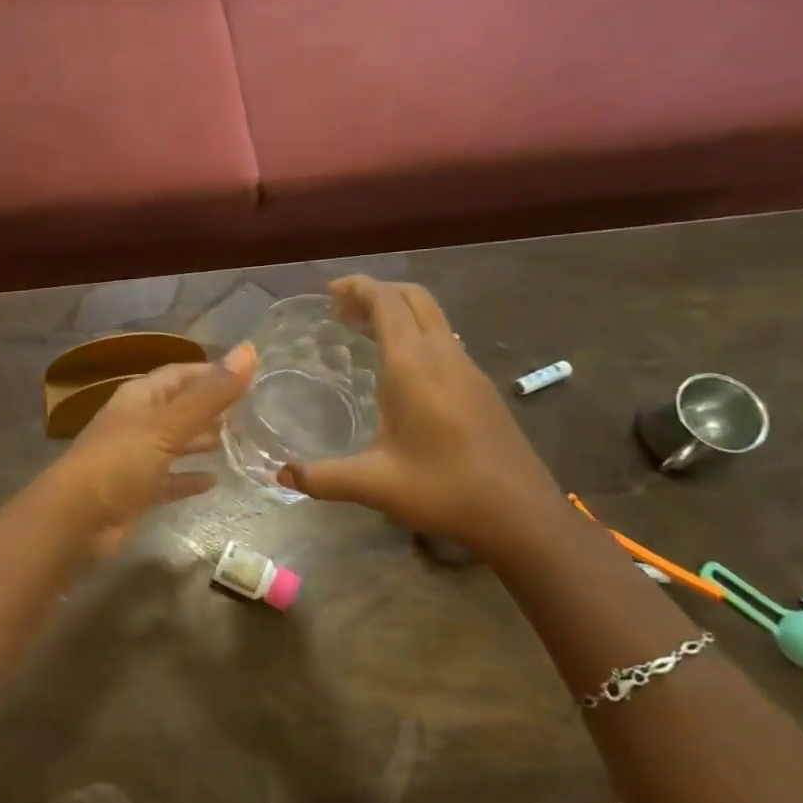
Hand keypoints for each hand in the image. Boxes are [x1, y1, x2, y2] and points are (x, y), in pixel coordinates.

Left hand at [54, 345, 256, 552]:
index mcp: (139, 397)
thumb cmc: (120, 461)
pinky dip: (188, 478)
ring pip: (174, 443)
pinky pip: (168, 480)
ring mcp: (134, 458)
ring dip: (200, 441)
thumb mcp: (168, 424)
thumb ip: (210, 393)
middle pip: (177, 408)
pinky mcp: (136, 491)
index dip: (210, 372)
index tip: (247, 375)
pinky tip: (214, 481)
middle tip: (249, 412)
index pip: (179, 374)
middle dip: (209, 408)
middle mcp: (136, 422)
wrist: (75, 518)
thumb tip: (249, 350)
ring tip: (237, 442)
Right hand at [276, 277, 561, 554]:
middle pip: (413, 298)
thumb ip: (322, 477)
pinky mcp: (481, 387)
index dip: (357, 287)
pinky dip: (415, 333)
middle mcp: (443, 356)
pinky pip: (443, 338)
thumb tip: (281, 475)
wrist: (521, 514)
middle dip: (377, 292)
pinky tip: (399, 369)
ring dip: (398, 311)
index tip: (327, 292)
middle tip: (341, 311)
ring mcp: (468, 369)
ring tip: (363, 333)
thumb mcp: (373, 485)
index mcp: (413, 367)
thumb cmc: (444, 490)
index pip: (386, 302)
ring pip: (432, 316)